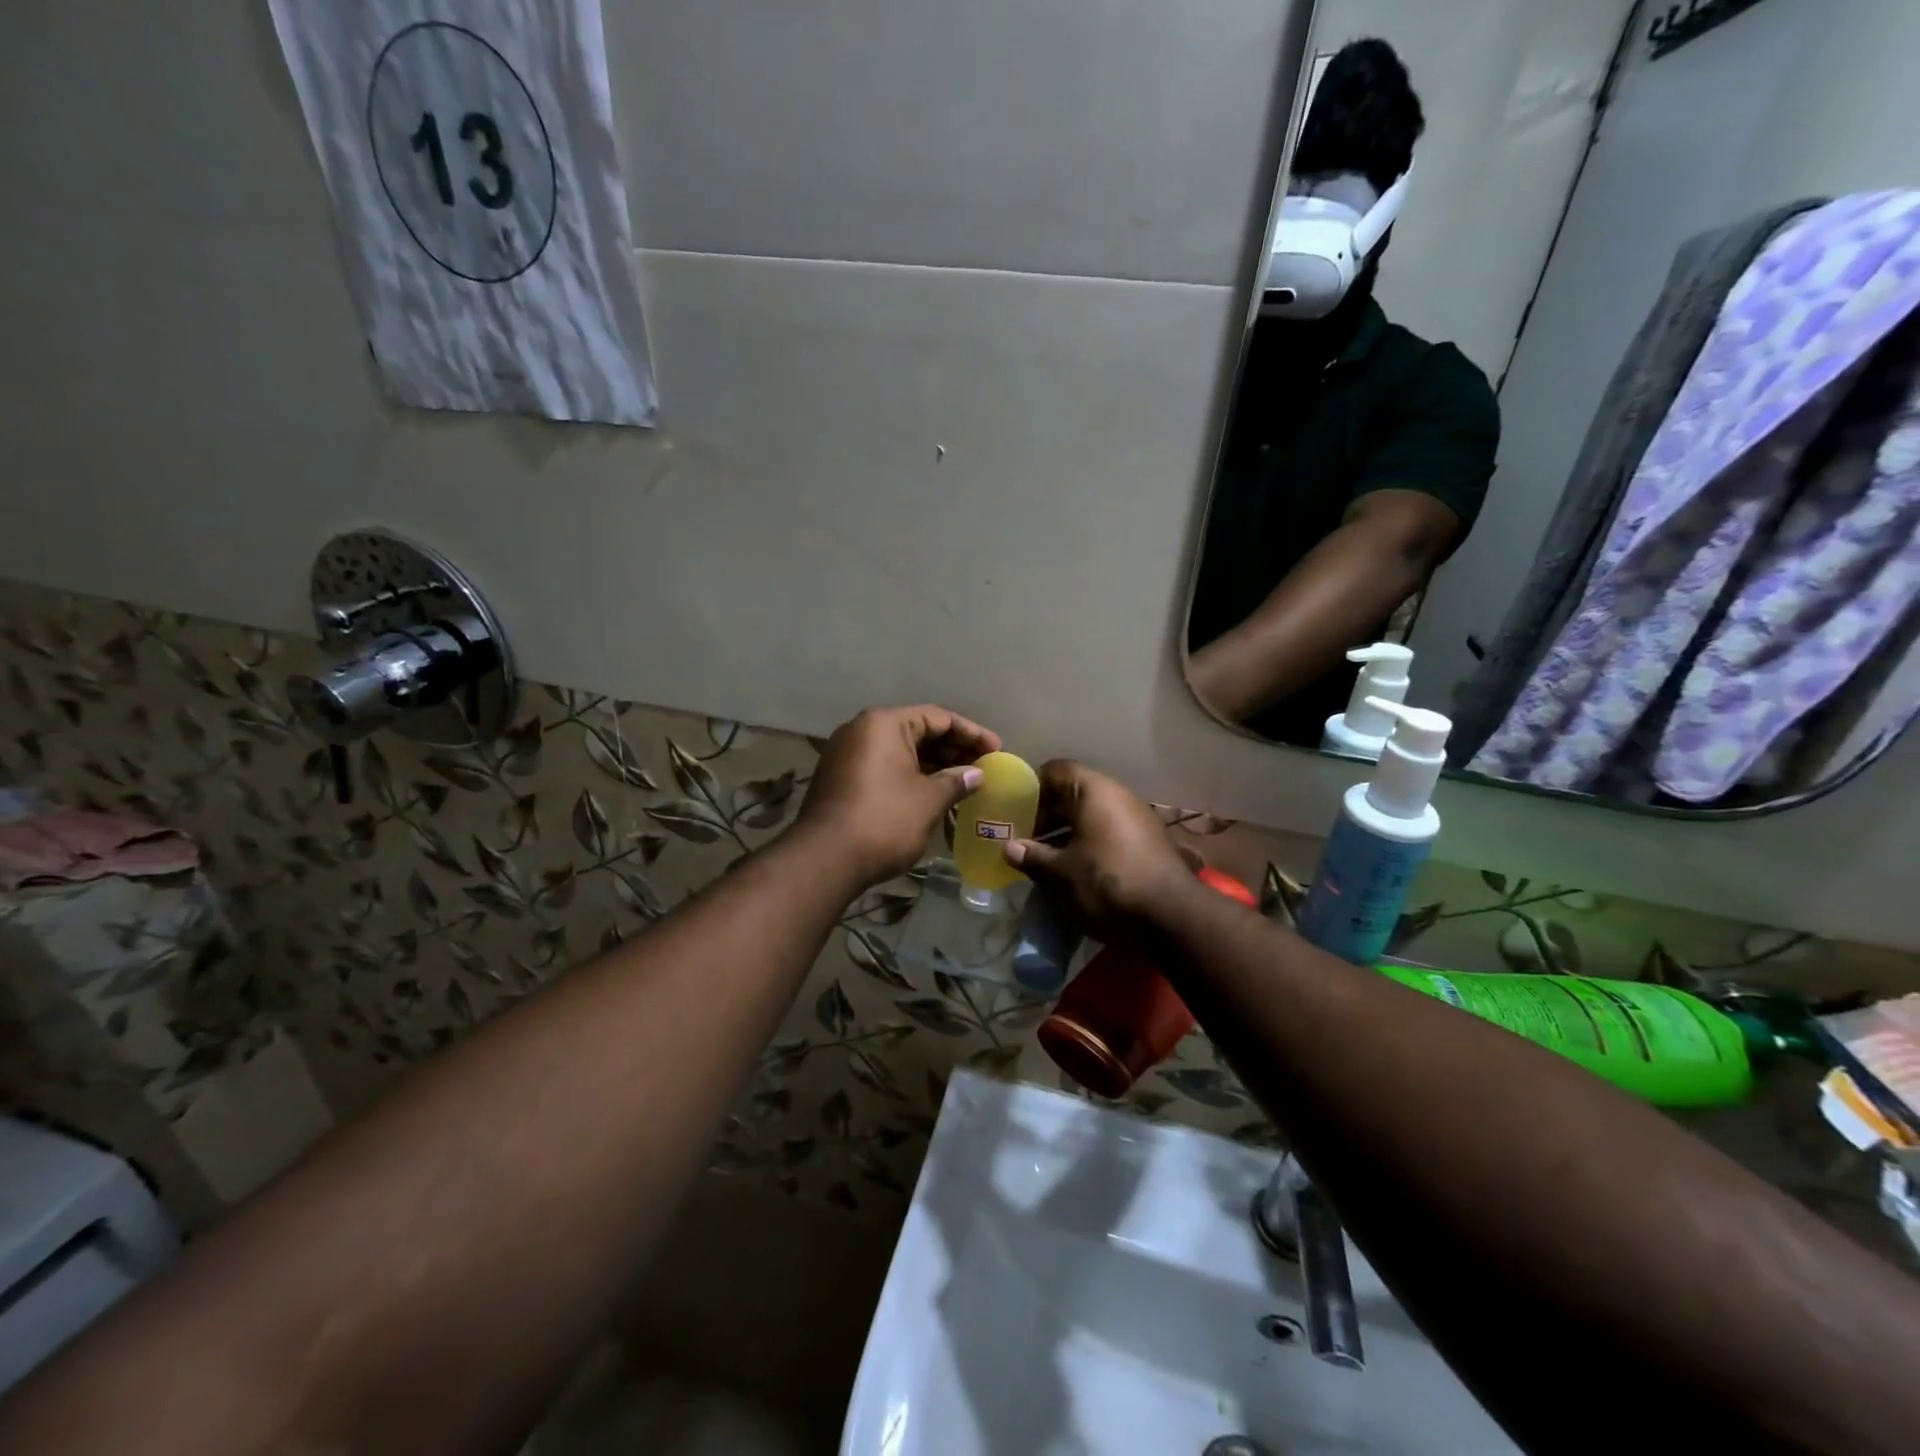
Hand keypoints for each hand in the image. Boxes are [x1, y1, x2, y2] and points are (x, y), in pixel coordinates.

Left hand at [796, 705, 1000, 886]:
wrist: (824, 860)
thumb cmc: (884, 820)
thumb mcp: (929, 800)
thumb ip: (956, 781)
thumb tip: (976, 774)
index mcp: (884, 724)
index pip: (938, 717)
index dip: (971, 733)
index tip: (996, 750)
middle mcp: (862, 730)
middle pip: (917, 731)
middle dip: (952, 748)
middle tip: (983, 766)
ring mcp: (846, 755)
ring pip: (900, 751)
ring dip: (932, 765)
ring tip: (963, 782)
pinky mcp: (840, 779)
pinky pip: (884, 767)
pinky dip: (910, 776)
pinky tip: (932, 794)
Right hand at [1003, 760, 1195, 938]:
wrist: (1171, 915)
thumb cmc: (1108, 882)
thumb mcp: (1063, 872)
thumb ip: (1033, 856)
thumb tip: (1009, 848)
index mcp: (1093, 790)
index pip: (1054, 770)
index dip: (1031, 788)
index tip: (1012, 811)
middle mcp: (1115, 794)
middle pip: (1071, 791)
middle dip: (1045, 813)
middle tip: (1022, 837)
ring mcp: (1134, 815)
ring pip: (1089, 812)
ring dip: (1065, 829)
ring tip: (1042, 855)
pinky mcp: (1144, 838)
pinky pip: (1106, 828)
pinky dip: (1086, 840)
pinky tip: (1072, 866)